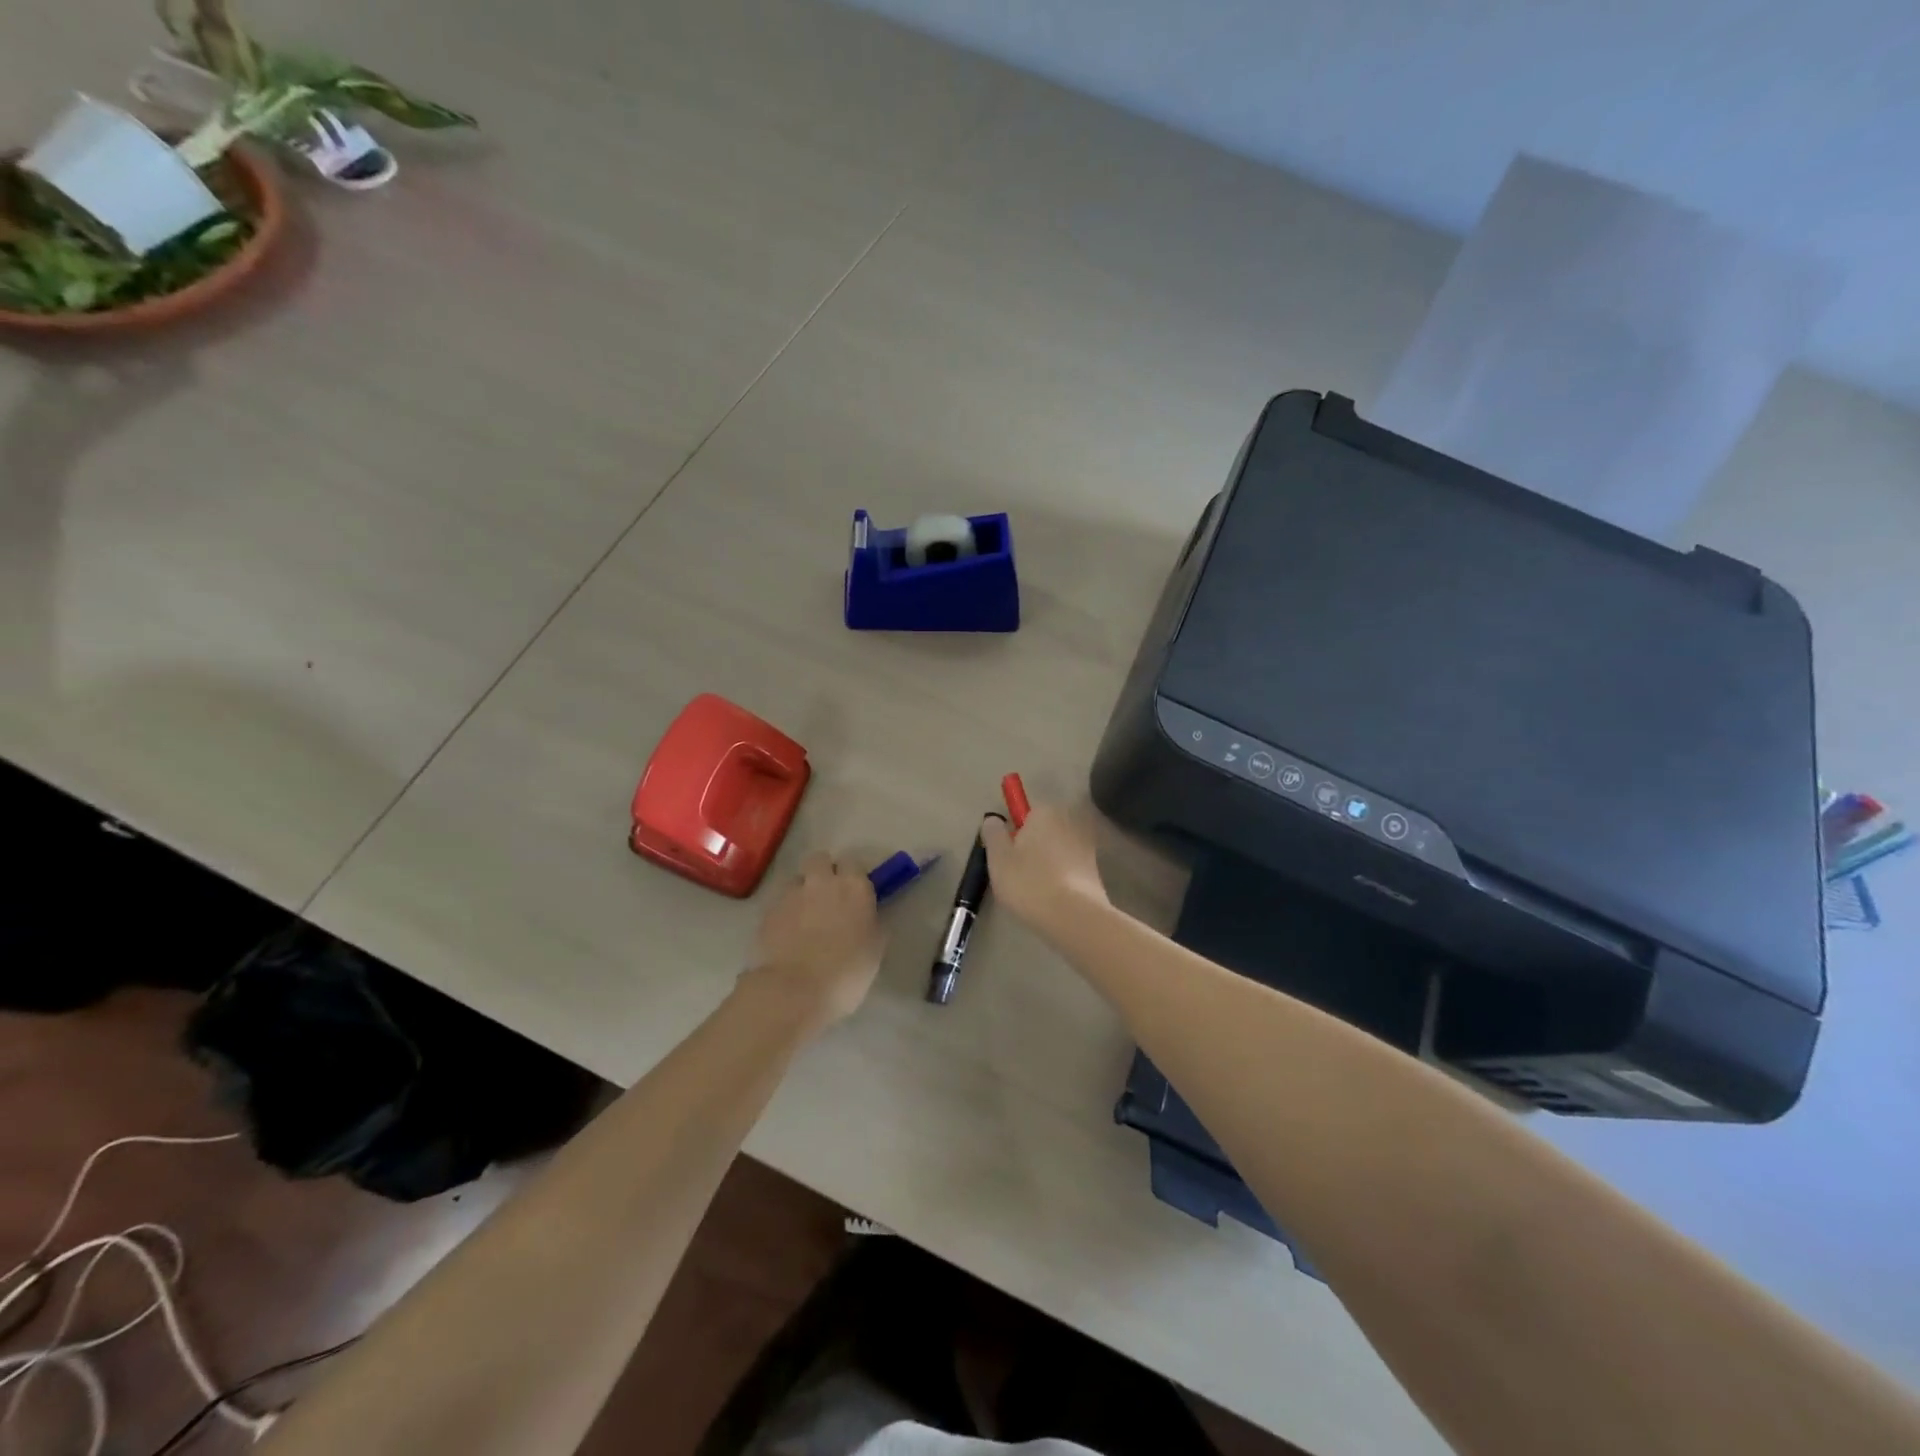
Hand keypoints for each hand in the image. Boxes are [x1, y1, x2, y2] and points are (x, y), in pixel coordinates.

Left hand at [742, 851, 884, 1031]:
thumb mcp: (874, 950)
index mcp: (854, 887)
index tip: (854, 893)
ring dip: (802, 891)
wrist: (794, 991)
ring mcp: (791, 895)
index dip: (853, 876)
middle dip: (823, 871)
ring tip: (804, 918)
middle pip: (820, 859)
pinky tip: (787, 935)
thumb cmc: (846, 974)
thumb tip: (868, 917)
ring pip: (797, 880)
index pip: (854, 863)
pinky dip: (785, 913)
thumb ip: (872, 925)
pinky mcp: (768, 912)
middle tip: (828, 897)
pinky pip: (780, 903)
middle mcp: (822, 882)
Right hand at [979, 799, 1108, 932]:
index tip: (1007, 856)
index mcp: (1045, 813)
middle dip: (1032, 847)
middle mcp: (1069, 822)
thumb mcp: (998, 858)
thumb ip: (993, 833)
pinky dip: (1061, 878)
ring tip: (1034, 891)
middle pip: (1043, 831)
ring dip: (1047, 864)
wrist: (1074, 916)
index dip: (1014, 834)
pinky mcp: (1096, 870)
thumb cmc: (1029, 882)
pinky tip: (1052, 898)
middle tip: (1016, 875)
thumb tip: (993, 820)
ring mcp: (1086, 846)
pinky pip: (1070, 868)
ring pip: (1057, 851)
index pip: (1025, 813)